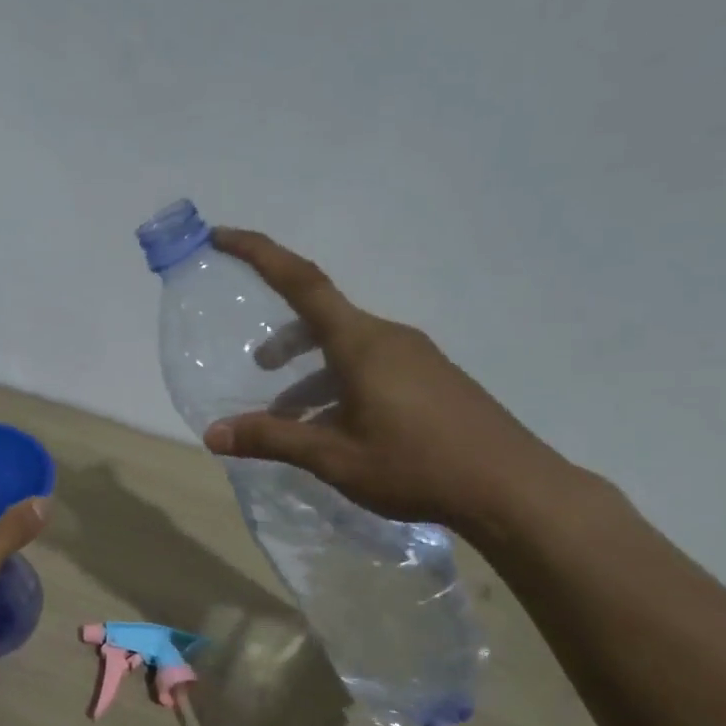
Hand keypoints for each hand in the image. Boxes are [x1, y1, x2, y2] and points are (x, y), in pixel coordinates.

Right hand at [200, 229, 580, 534]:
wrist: (512, 489)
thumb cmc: (416, 466)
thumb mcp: (334, 457)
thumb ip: (272, 440)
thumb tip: (213, 434)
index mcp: (361, 343)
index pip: (302, 282)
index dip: (259, 254)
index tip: (223, 236)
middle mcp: (388, 338)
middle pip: (323, 320)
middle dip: (285, 340)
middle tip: (259, 368)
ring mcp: (415, 358)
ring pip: (346, 351)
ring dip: (311, 377)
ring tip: (289, 421)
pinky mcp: (432, 380)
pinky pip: (371, 369)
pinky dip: (339, 388)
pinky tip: (334, 431)